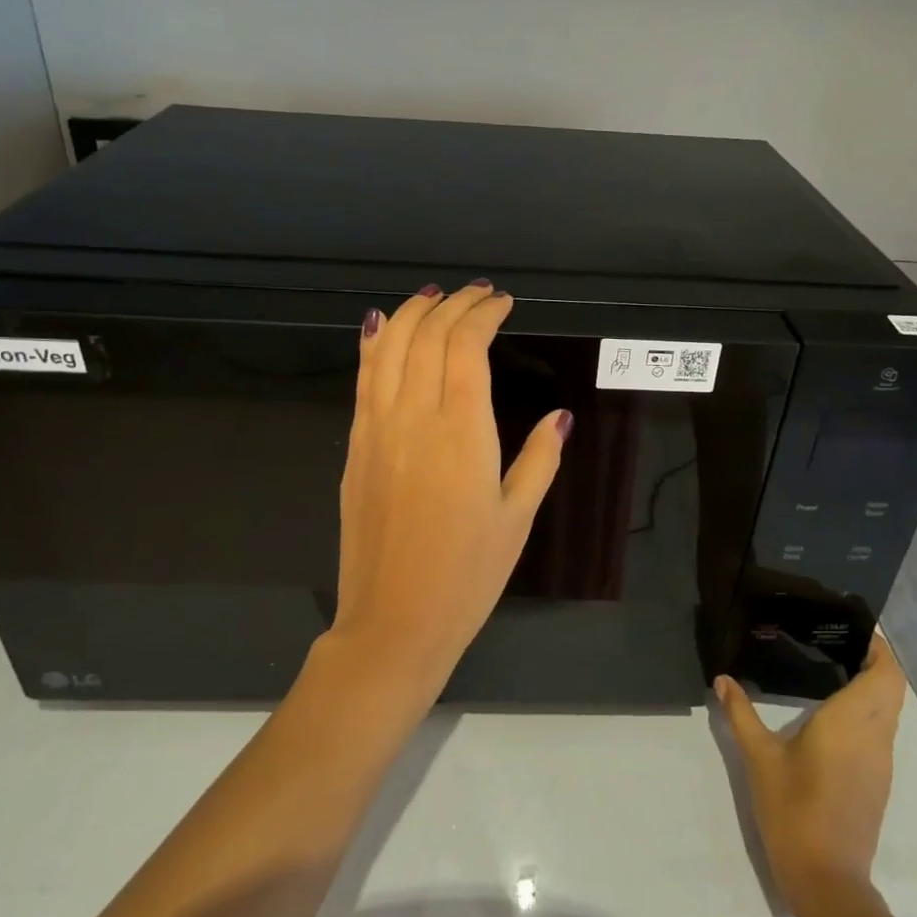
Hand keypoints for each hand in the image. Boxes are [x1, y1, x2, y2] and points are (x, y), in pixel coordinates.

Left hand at [329, 281, 569, 695]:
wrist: (394, 622)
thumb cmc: (468, 575)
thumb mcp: (518, 518)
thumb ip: (540, 459)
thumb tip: (561, 415)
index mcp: (462, 431)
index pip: (467, 346)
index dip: (483, 314)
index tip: (502, 303)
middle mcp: (414, 417)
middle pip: (427, 336)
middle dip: (452, 304)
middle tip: (476, 294)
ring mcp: (376, 430)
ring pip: (388, 348)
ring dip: (410, 313)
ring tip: (432, 297)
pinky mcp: (355, 448)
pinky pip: (363, 379)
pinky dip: (374, 344)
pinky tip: (382, 327)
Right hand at [716, 635, 906, 910]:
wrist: (827, 879)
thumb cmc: (793, 810)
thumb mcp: (759, 759)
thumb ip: (741, 714)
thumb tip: (723, 679)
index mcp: (851, 722)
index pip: (885, 673)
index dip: (878, 647)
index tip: (853, 628)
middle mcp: (875, 736)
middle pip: (893, 687)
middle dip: (876, 661)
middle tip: (838, 642)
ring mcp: (881, 761)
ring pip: (890, 710)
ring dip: (874, 685)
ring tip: (834, 667)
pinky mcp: (878, 781)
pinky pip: (882, 730)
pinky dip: (869, 710)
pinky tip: (835, 712)